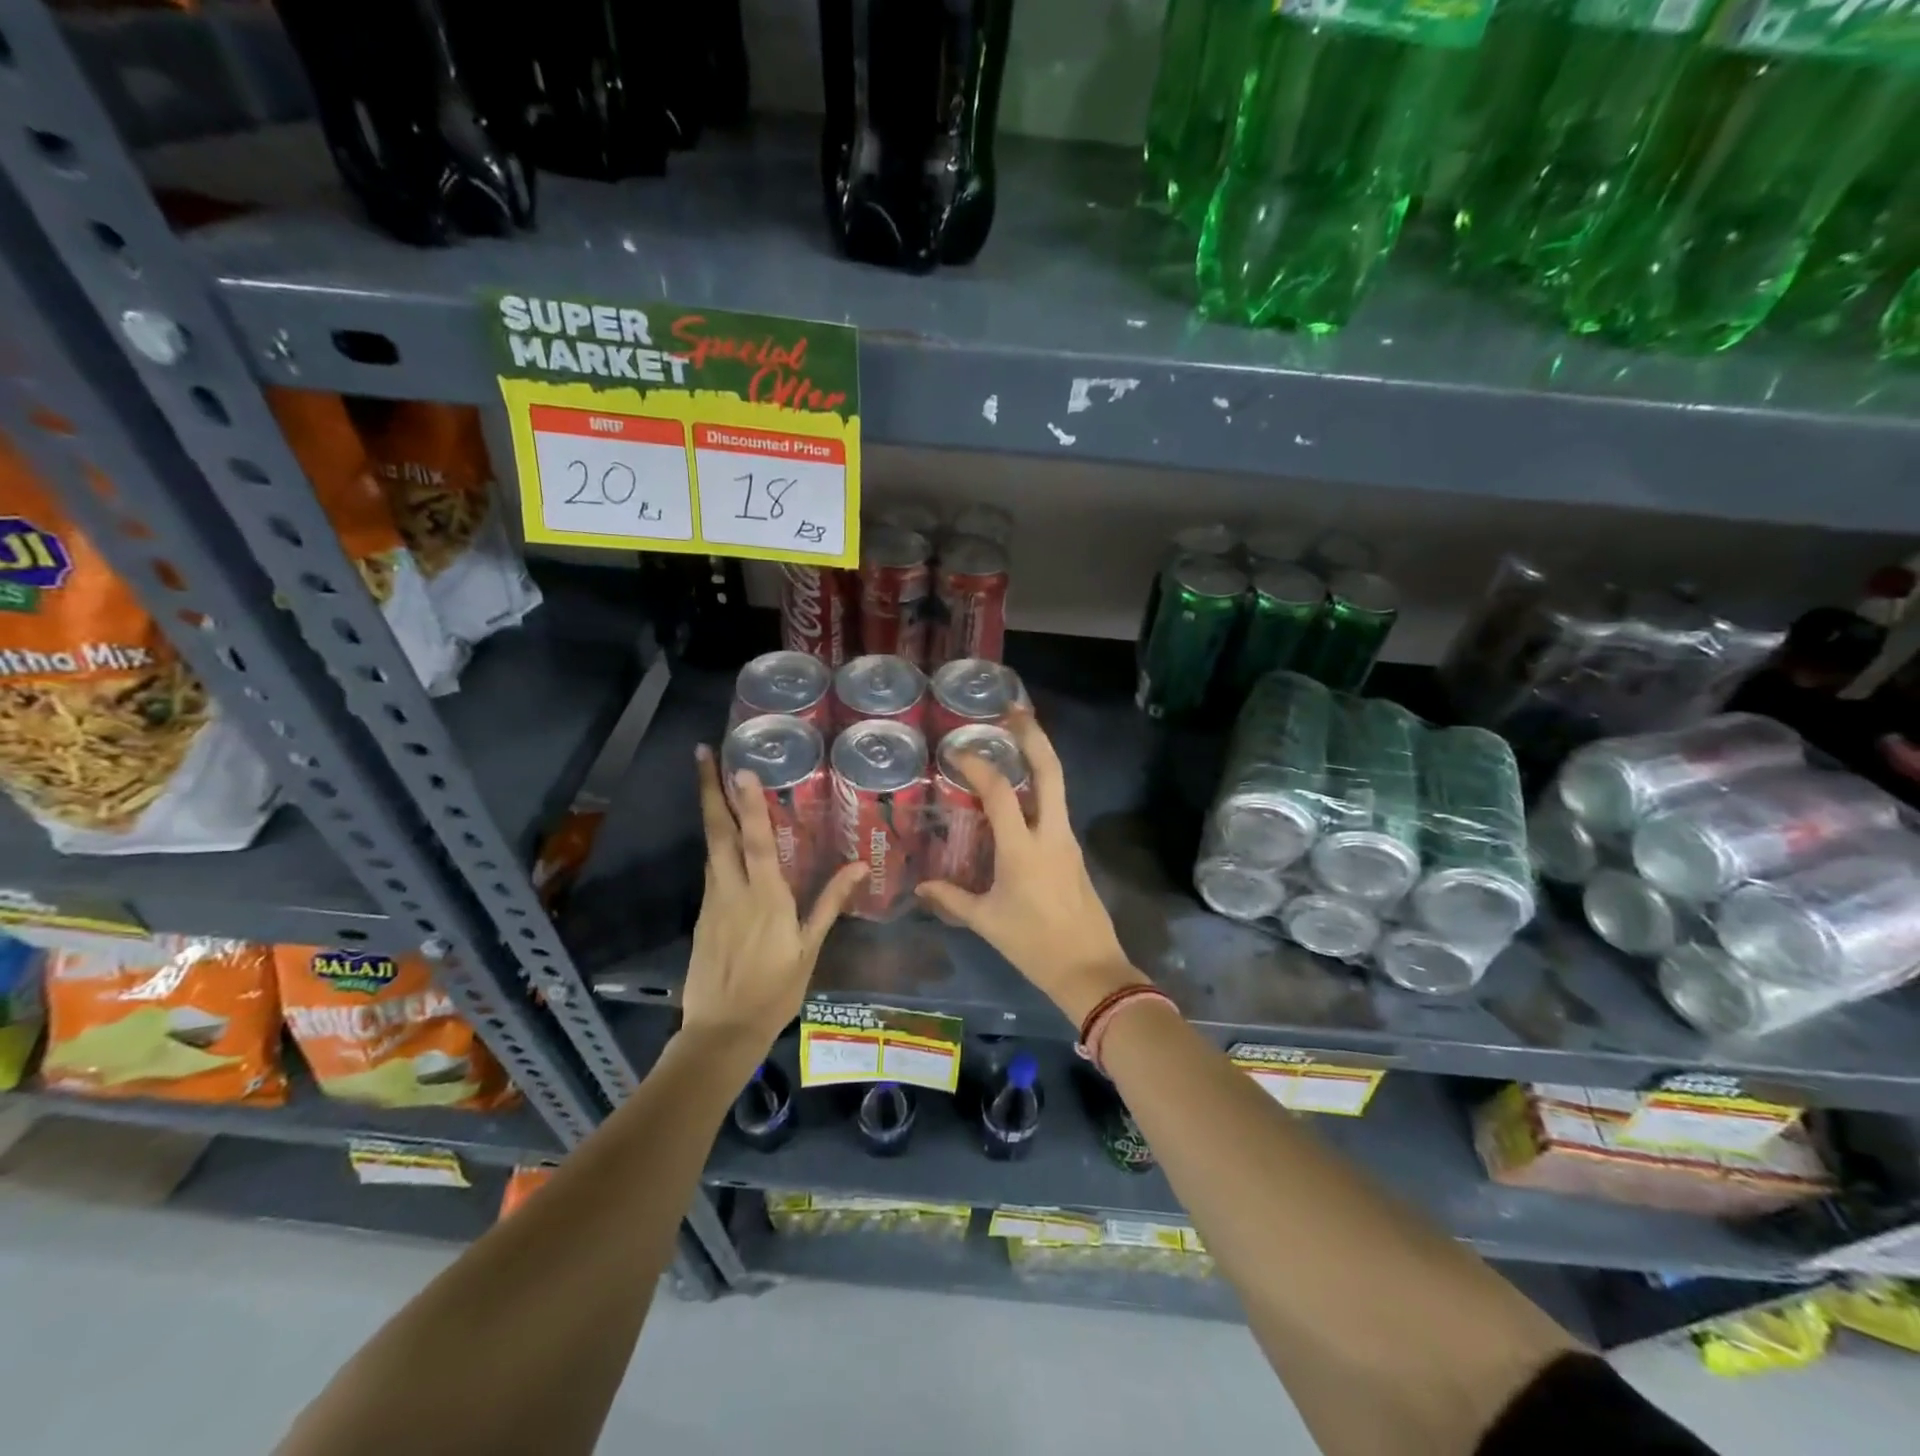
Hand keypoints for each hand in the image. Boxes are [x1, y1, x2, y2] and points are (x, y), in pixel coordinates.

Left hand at [682, 746, 863, 1049]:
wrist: (721, 1030)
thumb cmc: (774, 990)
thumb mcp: (809, 948)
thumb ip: (830, 903)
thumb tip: (859, 867)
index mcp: (764, 897)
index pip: (756, 840)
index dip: (749, 803)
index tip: (739, 768)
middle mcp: (732, 891)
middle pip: (718, 832)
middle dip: (710, 791)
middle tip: (701, 754)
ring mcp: (713, 901)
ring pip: (710, 848)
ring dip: (711, 812)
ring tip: (711, 782)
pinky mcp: (703, 915)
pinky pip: (711, 869)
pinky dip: (716, 844)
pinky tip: (723, 838)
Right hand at [916, 711, 1147, 1024]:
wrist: (1090, 969)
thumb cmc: (1034, 945)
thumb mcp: (986, 923)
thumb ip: (952, 899)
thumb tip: (921, 887)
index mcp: (1023, 849)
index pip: (1000, 792)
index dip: (978, 766)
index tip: (957, 752)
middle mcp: (1050, 834)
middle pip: (1050, 771)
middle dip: (1033, 736)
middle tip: (1013, 712)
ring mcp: (1068, 840)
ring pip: (1058, 785)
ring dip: (1040, 757)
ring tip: (1015, 739)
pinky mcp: (1074, 850)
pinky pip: (1056, 807)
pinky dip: (1040, 787)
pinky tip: (1020, 791)